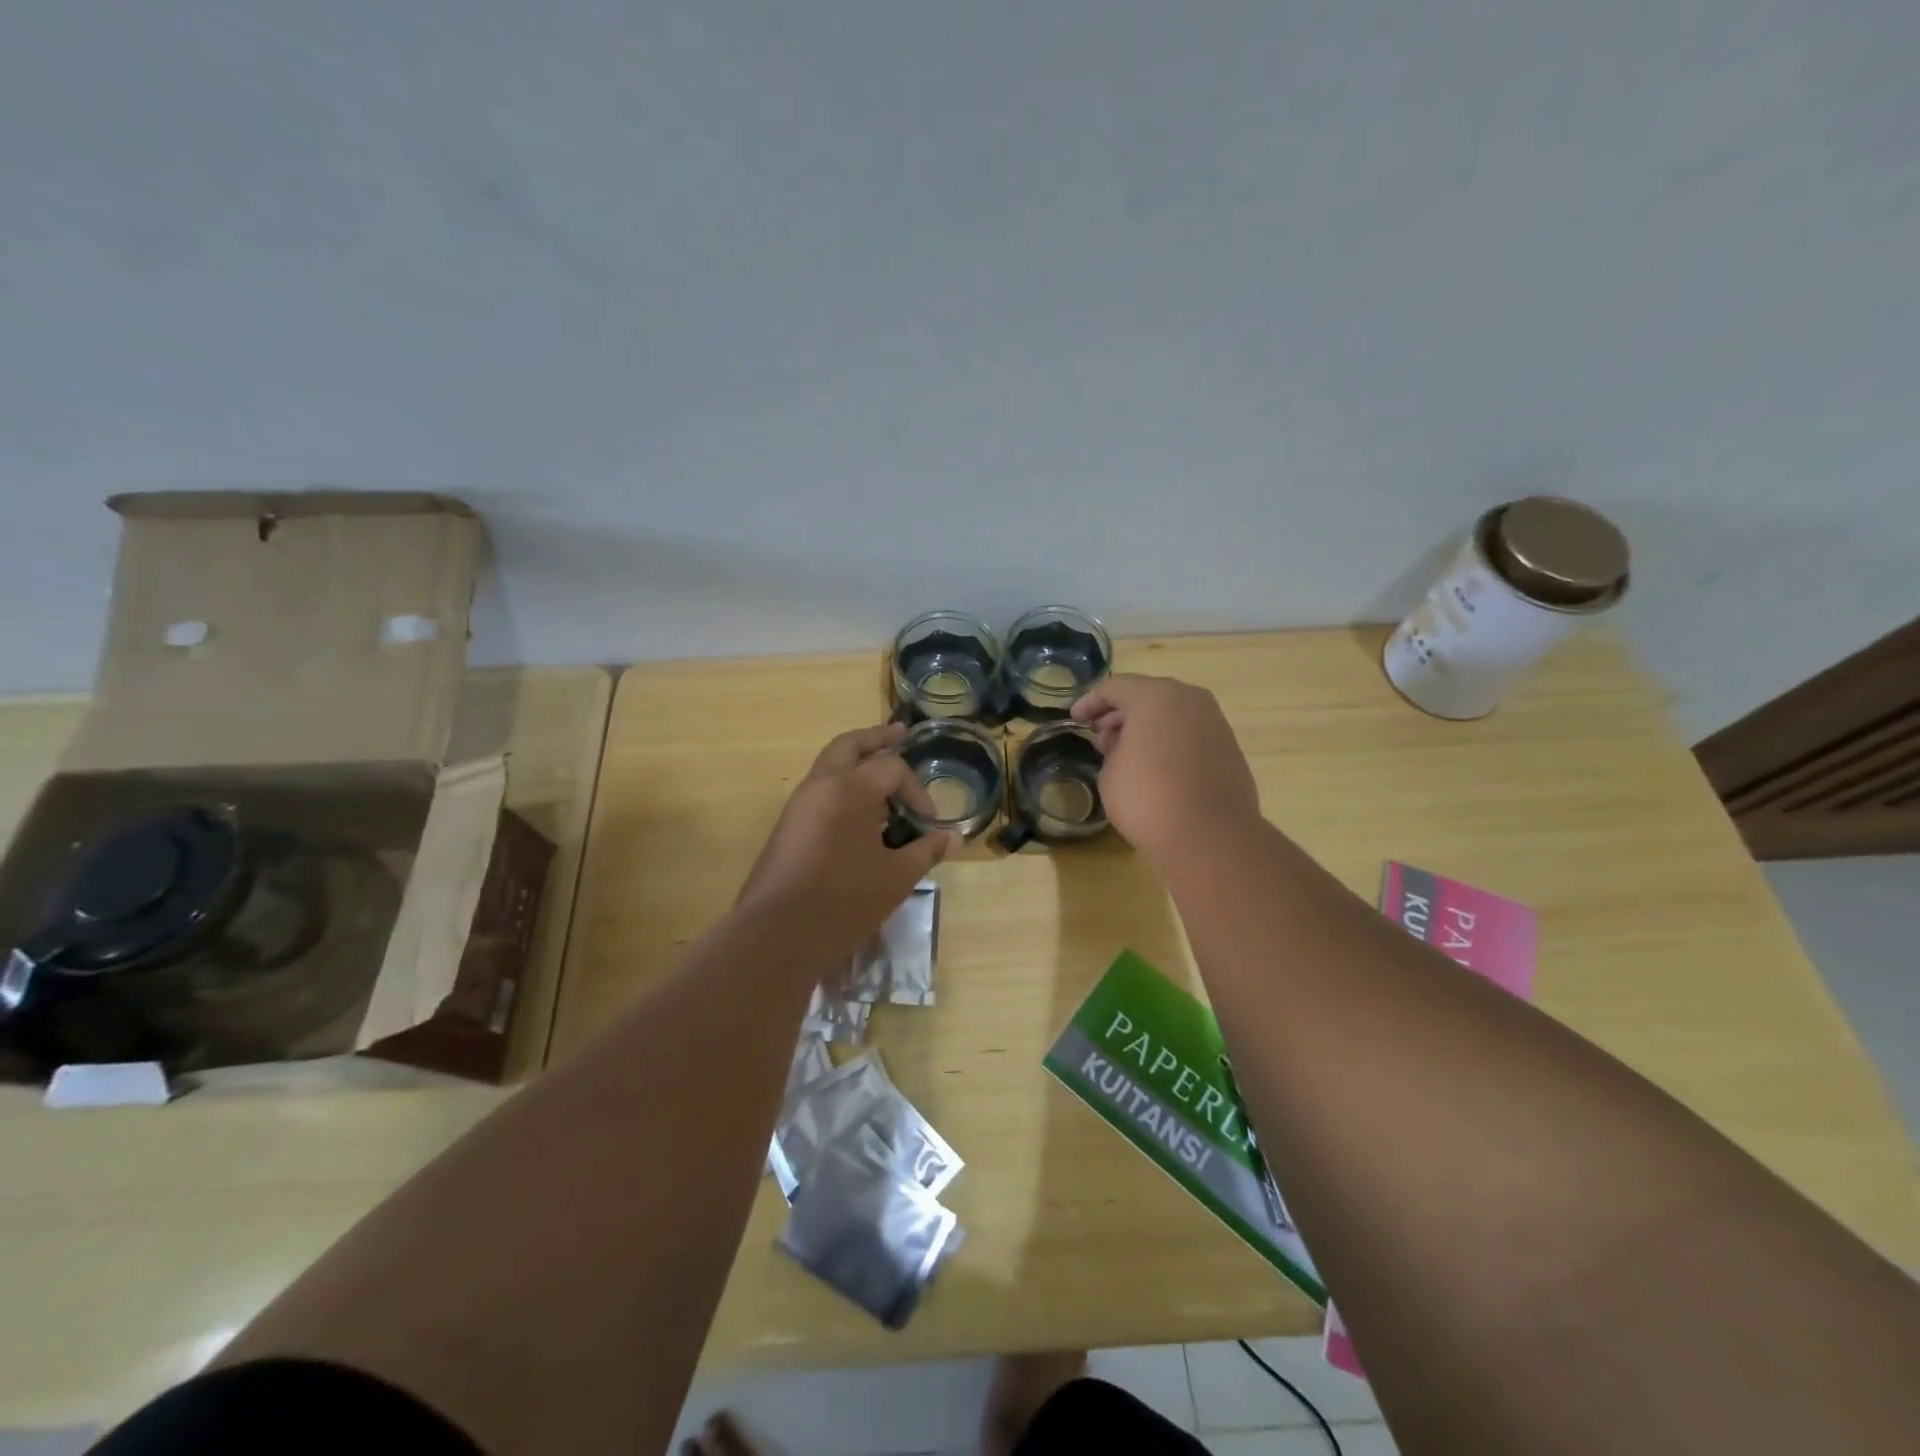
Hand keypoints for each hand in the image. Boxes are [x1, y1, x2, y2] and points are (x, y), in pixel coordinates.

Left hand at [736, 723, 958, 954]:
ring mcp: (798, 806)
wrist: (776, 937)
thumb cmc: (843, 902)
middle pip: (849, 745)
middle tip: (900, 732)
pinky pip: (819, 791)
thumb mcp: (896, 877)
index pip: (891, 768)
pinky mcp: (787, 828)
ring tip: (883, 774)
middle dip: (877, 738)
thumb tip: (953, 838)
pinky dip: (843, 787)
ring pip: (829, 766)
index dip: (917, 791)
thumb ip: (926, 851)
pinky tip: (861, 813)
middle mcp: (819, 786)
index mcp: (847, 790)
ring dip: (857, 762)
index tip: (929, 822)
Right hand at [1072, 674, 1261, 856]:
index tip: (1075, 720)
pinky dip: (1170, 741)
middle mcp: (1189, 700)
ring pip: (1172, 713)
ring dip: (1148, 726)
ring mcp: (1214, 722)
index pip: (1114, 688)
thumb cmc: (1148, 798)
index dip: (1090, 702)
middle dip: (1120, 712)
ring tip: (1127, 751)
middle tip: (1100, 734)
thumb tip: (1122, 741)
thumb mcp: (1111, 772)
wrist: (1210, 836)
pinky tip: (1157, 765)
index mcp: (1155, 697)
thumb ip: (1111, 748)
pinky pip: (1190, 734)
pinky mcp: (1229, 747)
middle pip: (1147, 695)